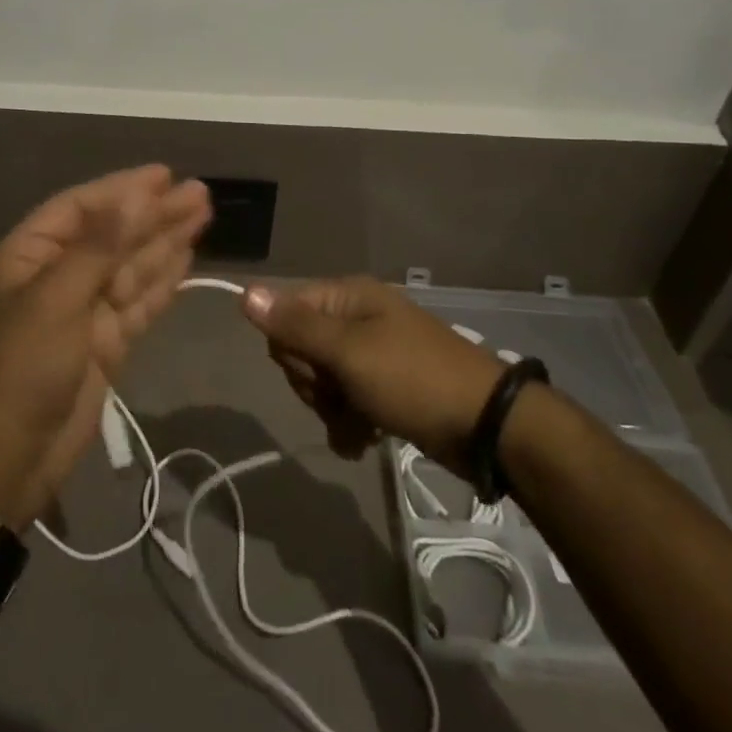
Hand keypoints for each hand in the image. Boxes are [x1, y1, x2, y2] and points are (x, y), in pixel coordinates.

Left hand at [0, 166, 210, 527]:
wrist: (5, 460)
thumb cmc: (20, 367)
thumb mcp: (56, 299)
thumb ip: (100, 246)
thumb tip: (136, 196)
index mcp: (32, 255)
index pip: (82, 208)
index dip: (123, 189)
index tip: (165, 175)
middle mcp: (59, 276)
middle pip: (114, 234)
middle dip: (155, 214)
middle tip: (200, 193)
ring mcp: (85, 311)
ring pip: (133, 266)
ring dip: (166, 241)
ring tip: (203, 214)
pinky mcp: (106, 343)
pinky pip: (140, 301)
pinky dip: (164, 281)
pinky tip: (187, 259)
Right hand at [241, 277, 503, 476]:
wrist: (486, 426)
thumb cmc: (412, 379)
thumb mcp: (348, 352)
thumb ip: (295, 325)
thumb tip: (245, 292)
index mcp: (347, 298)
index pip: (286, 312)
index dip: (290, 348)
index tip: (315, 371)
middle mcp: (357, 319)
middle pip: (302, 349)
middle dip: (314, 384)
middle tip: (340, 397)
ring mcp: (372, 354)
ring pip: (322, 381)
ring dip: (331, 409)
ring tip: (358, 426)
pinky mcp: (385, 387)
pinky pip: (346, 401)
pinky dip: (348, 422)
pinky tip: (363, 440)